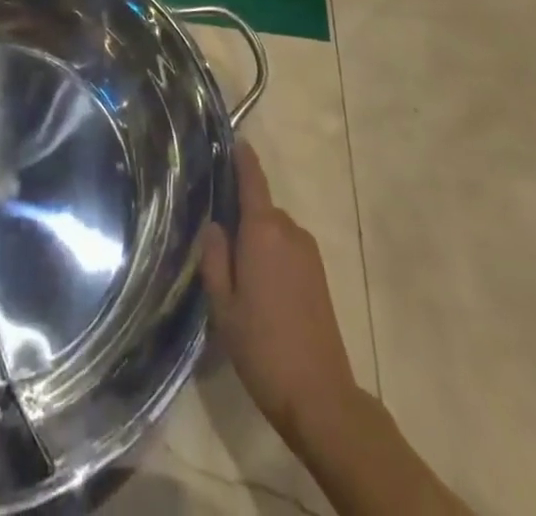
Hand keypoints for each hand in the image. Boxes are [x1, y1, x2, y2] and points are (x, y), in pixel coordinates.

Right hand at [200, 143, 360, 443]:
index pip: (252, 181)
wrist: (320, 396)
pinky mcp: (319, 274)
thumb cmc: (262, 347)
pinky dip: (271, 255)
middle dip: (240, 215)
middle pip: (260, 208)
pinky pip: (287, 248)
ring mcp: (308, 253)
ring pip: (273, 231)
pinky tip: (260, 288)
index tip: (235, 138)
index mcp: (263, 231)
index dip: (243, 158)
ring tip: (236, 271)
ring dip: (256, 240)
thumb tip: (214, 225)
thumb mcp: (223, 305)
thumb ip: (214, 258)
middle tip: (216, 237)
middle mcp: (289, 231)